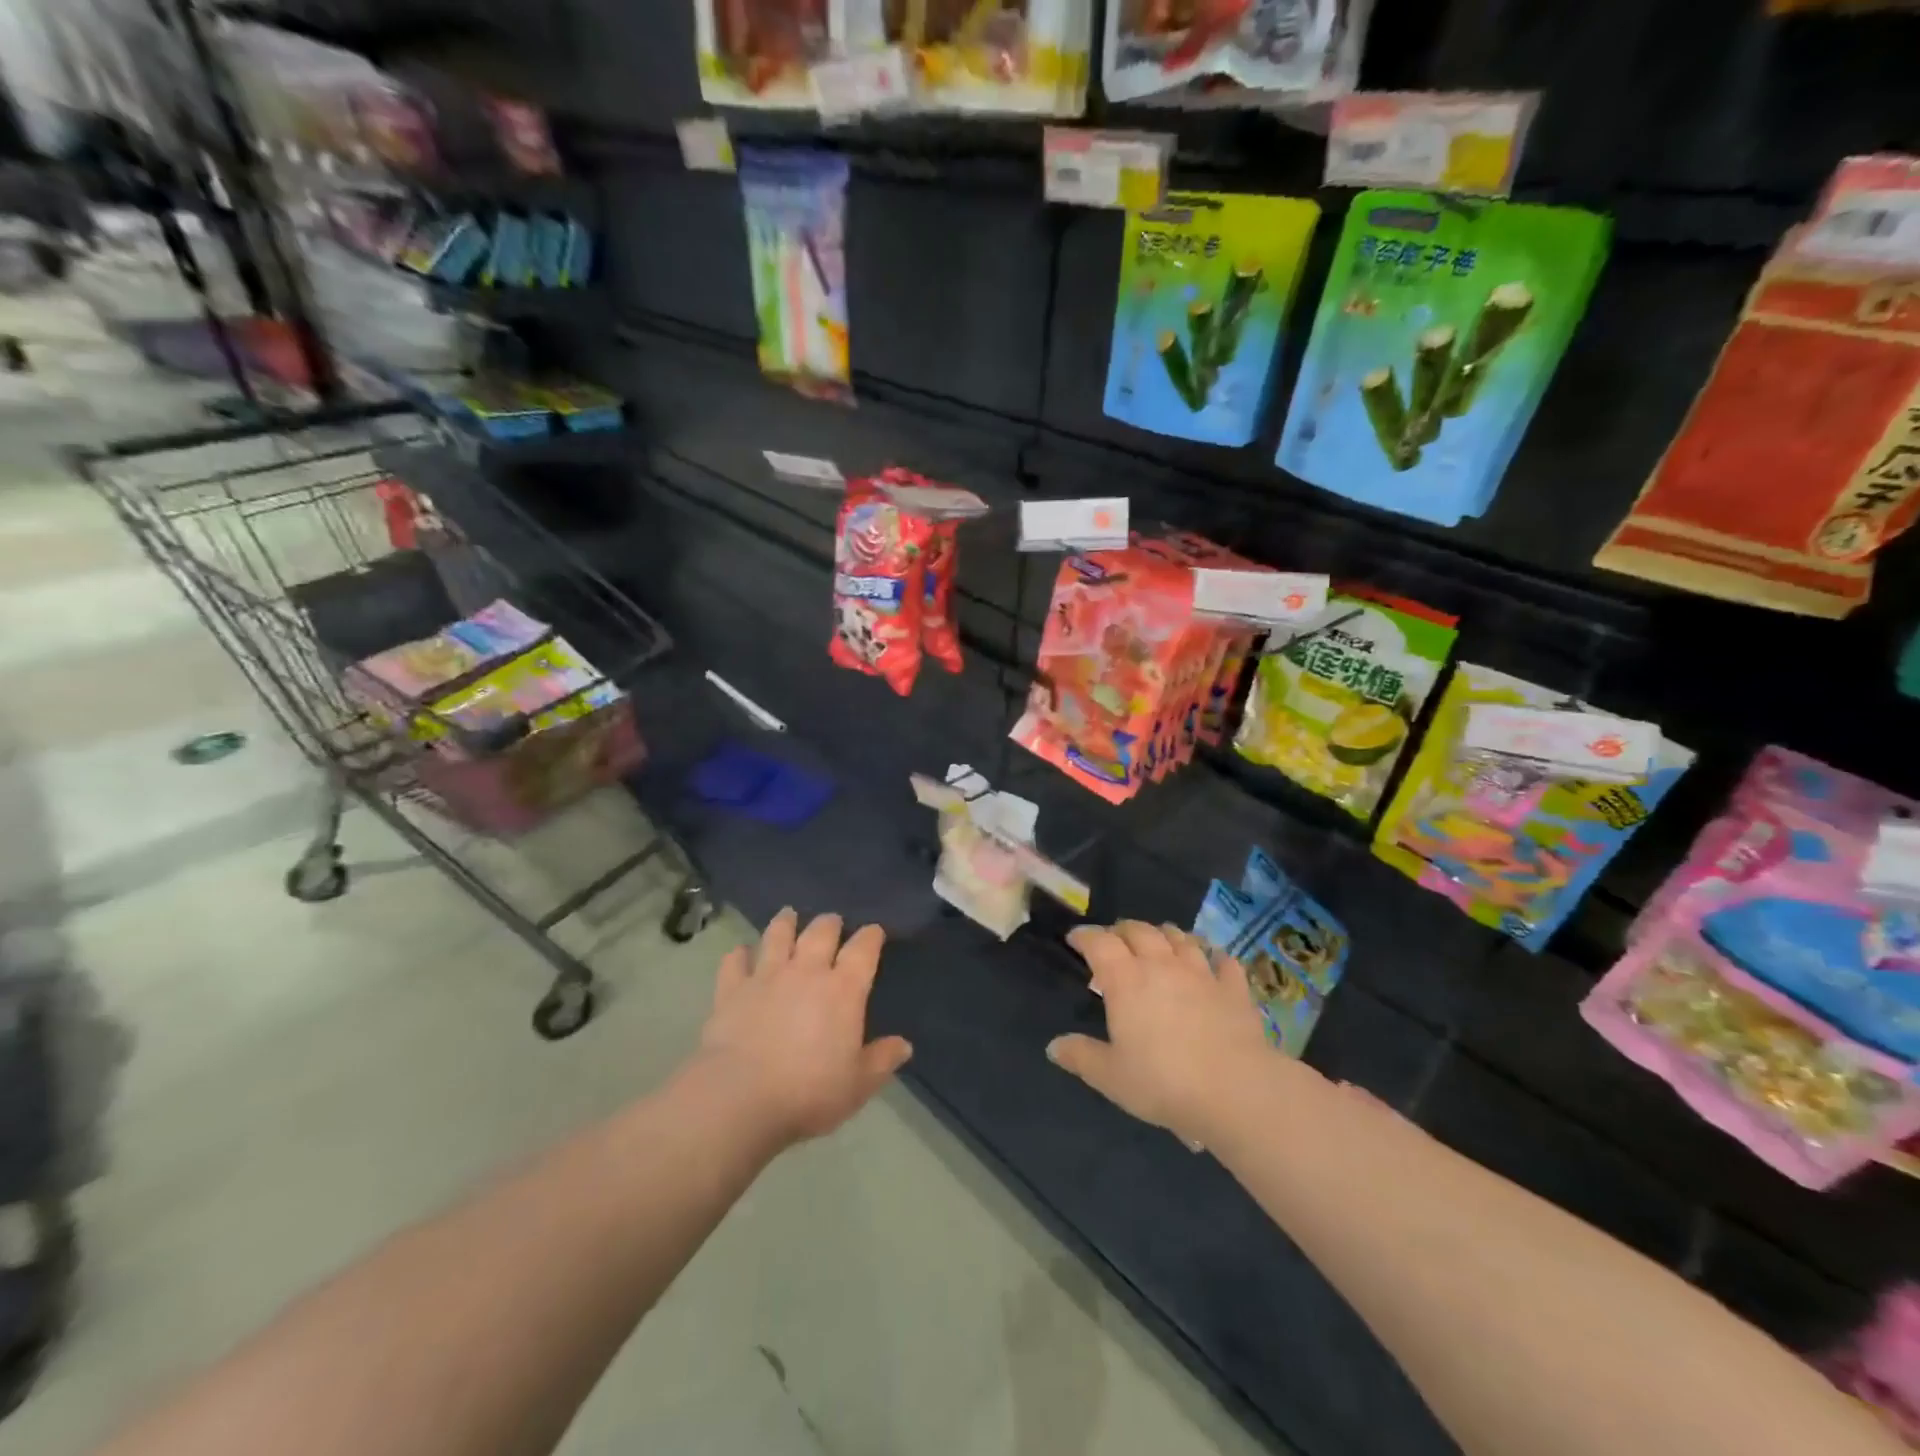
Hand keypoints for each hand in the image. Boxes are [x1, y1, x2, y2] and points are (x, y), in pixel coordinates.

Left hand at [697, 908, 912, 1145]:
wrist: (739, 1099)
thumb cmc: (808, 1093)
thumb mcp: (857, 1085)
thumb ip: (881, 1061)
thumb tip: (904, 1046)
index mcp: (844, 990)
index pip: (864, 949)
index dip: (871, 936)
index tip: (874, 931)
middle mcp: (806, 971)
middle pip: (821, 932)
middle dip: (830, 923)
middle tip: (832, 922)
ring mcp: (766, 976)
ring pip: (777, 935)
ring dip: (785, 923)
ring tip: (788, 915)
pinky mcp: (731, 990)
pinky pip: (735, 962)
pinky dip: (738, 954)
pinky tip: (740, 952)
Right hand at [1047, 921, 1273, 1145]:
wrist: (1235, 1090)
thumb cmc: (1163, 1082)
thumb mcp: (1111, 1077)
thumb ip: (1081, 1056)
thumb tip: (1053, 1046)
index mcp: (1125, 980)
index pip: (1099, 942)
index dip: (1084, 936)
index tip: (1075, 939)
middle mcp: (1161, 965)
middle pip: (1139, 930)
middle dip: (1122, 930)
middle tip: (1114, 940)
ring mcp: (1201, 972)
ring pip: (1179, 937)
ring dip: (1164, 934)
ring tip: (1159, 941)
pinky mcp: (1233, 987)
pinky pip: (1223, 960)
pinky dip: (1213, 955)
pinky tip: (1212, 960)